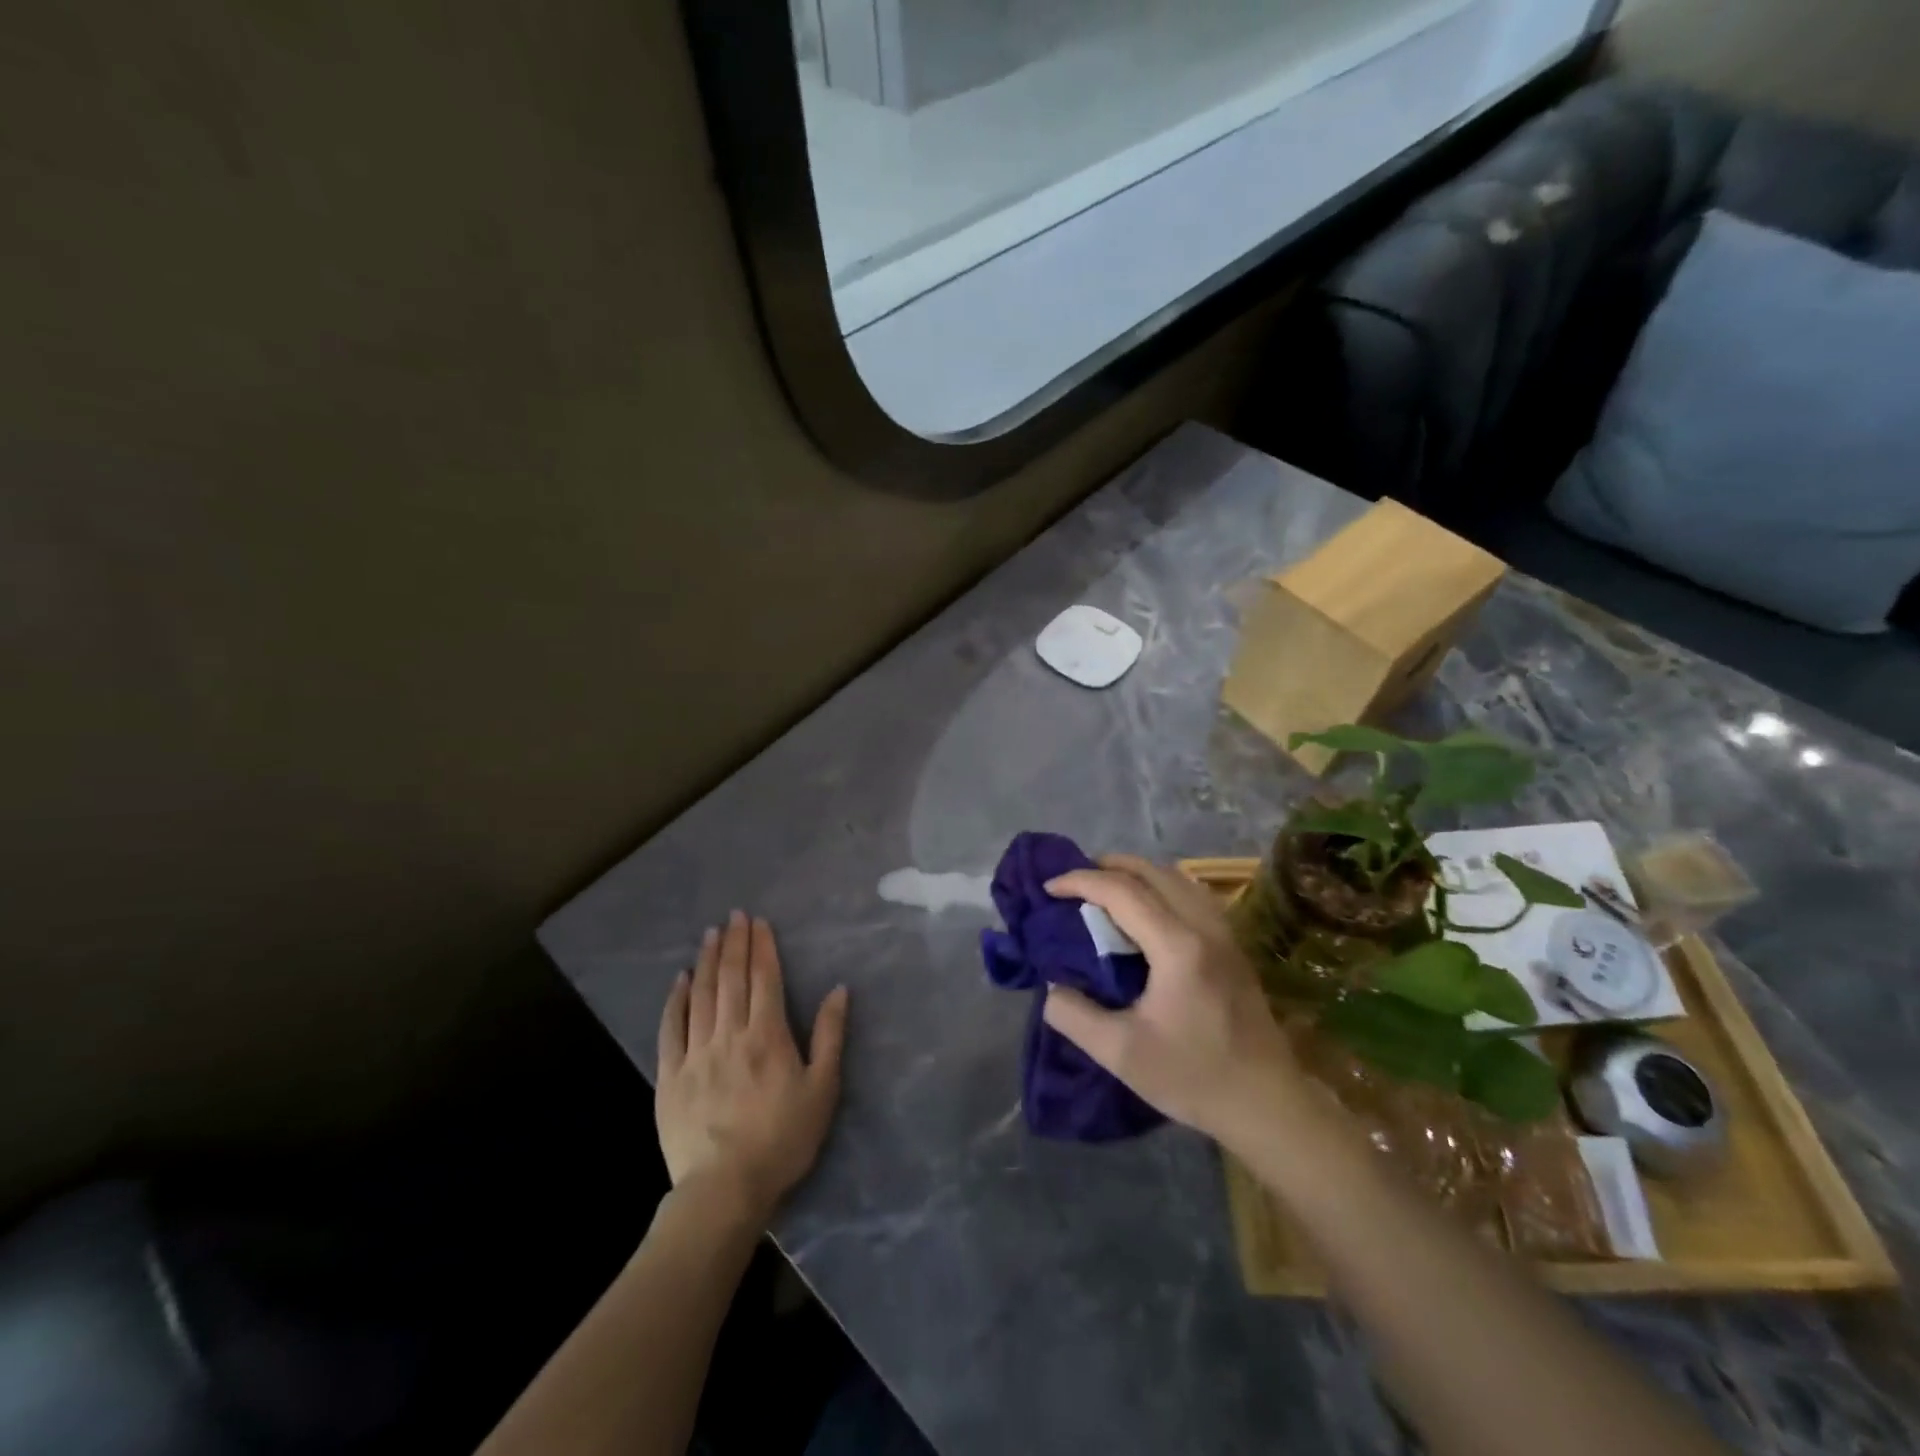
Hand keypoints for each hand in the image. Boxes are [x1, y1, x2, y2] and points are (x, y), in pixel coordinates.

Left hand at [656, 911, 848, 1222]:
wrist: (724, 1188)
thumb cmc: (783, 1139)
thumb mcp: (822, 1089)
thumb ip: (829, 1036)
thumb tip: (838, 990)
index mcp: (768, 1035)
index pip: (765, 979)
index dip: (762, 947)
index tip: (758, 921)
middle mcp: (730, 1034)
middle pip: (731, 979)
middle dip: (734, 943)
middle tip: (734, 915)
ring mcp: (696, 1053)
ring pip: (701, 995)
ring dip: (707, 961)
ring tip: (710, 934)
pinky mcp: (670, 1075)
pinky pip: (671, 1028)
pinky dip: (676, 1000)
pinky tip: (680, 980)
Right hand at [1041, 855, 1304, 1148]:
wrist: (1266, 1104)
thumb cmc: (1193, 1077)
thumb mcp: (1120, 1053)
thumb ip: (1074, 1015)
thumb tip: (1052, 986)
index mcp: (1177, 946)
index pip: (1121, 891)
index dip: (1080, 881)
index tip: (1049, 888)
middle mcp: (1204, 926)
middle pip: (1152, 871)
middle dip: (1107, 866)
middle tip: (1073, 881)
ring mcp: (1224, 933)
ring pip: (1176, 878)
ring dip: (1136, 873)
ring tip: (1105, 889)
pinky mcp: (1232, 945)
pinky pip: (1191, 894)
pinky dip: (1160, 886)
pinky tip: (1145, 910)